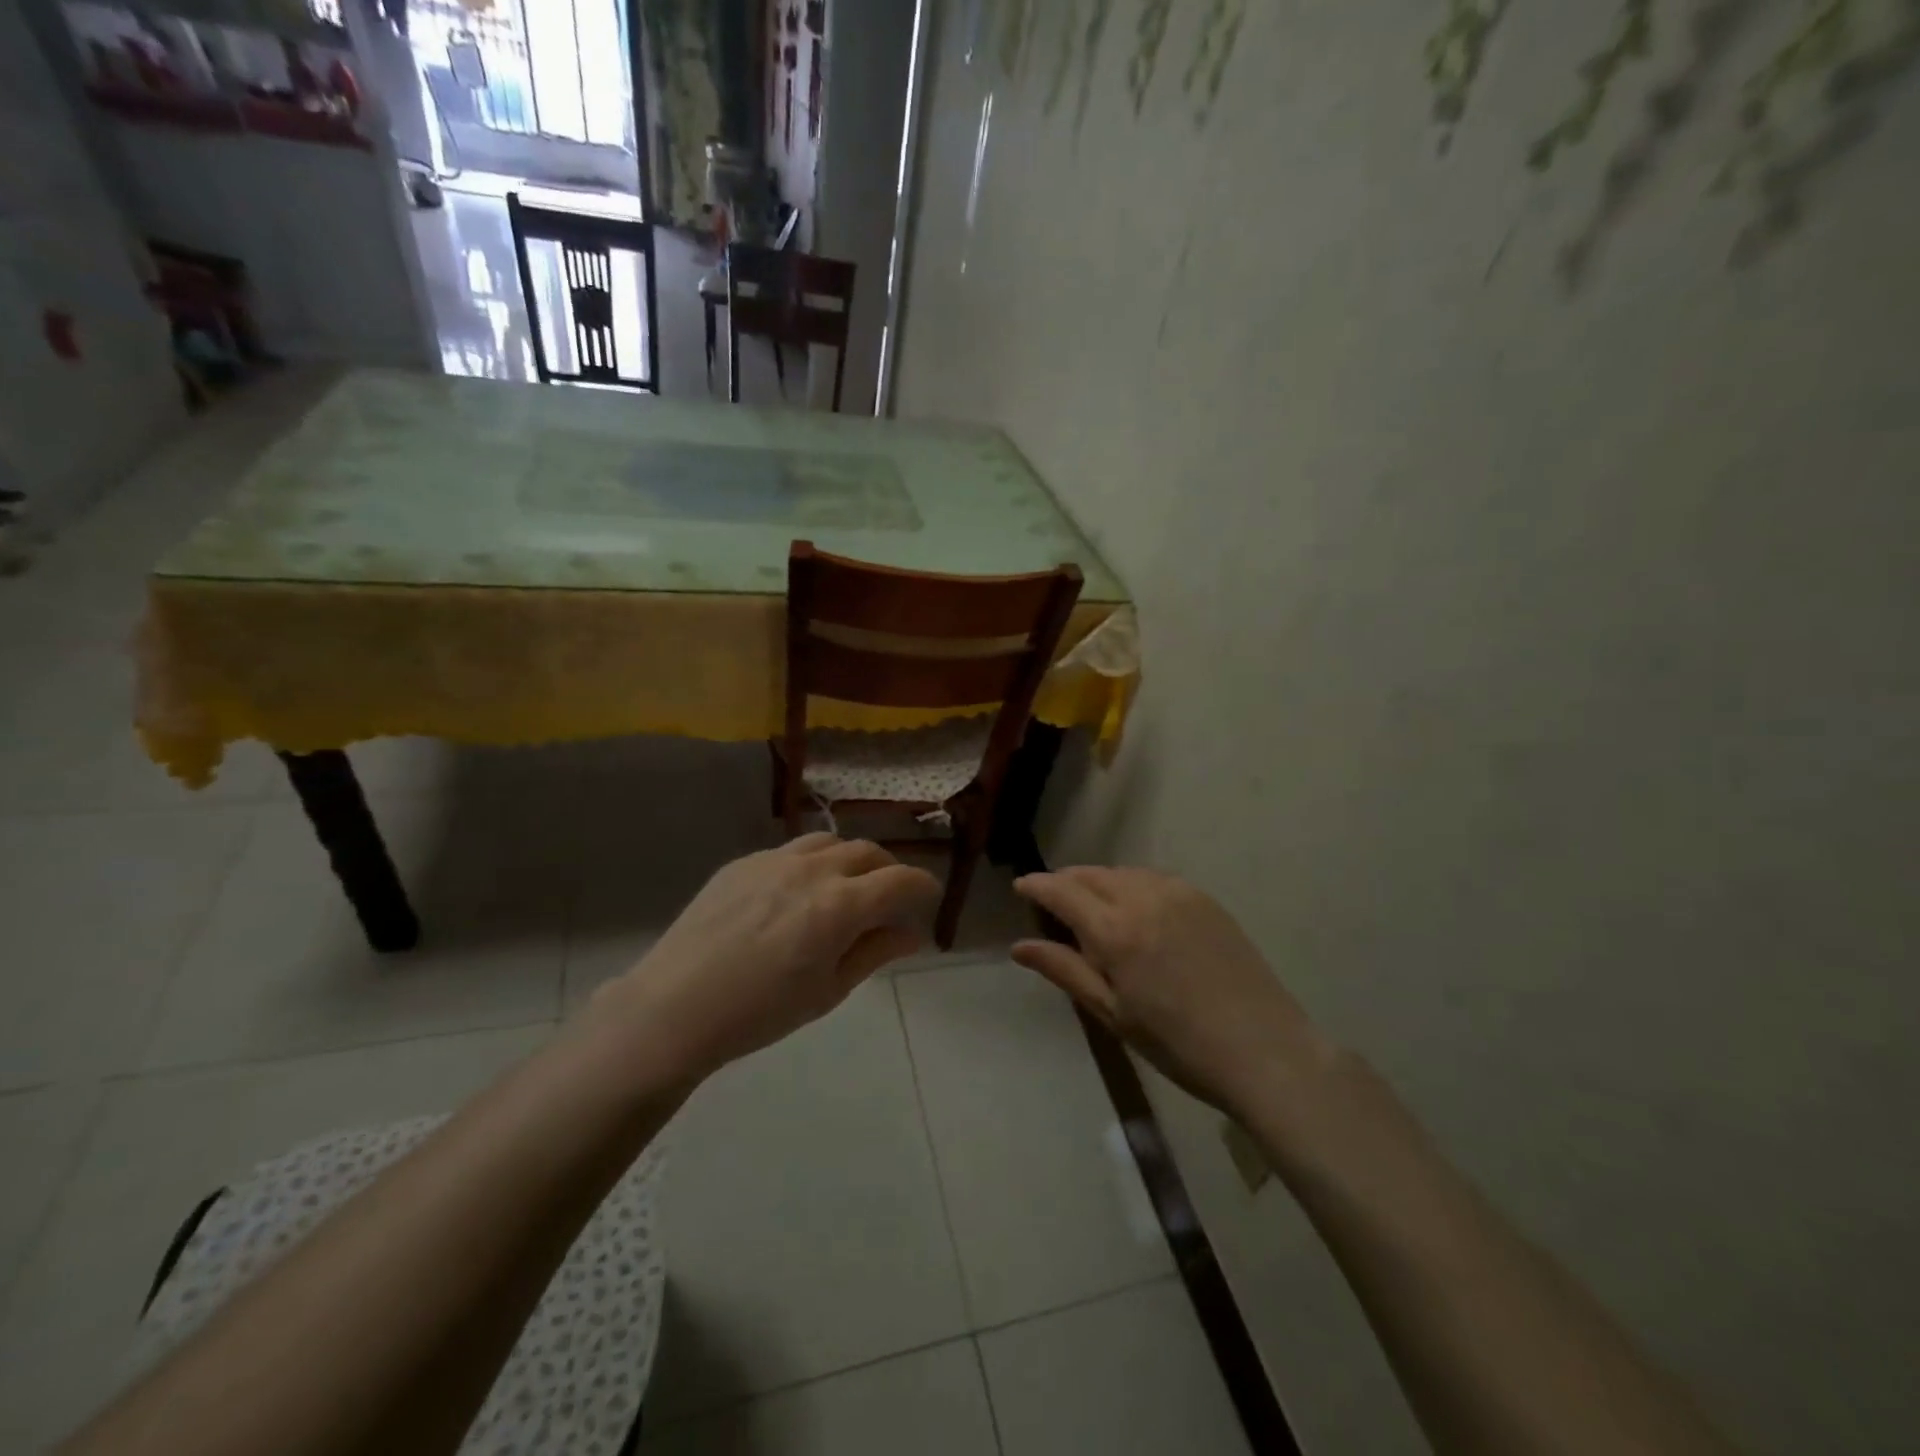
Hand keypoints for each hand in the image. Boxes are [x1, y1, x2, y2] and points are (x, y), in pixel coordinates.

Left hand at [590, 835, 941, 1080]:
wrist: (674, 1007)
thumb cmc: (761, 1012)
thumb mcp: (828, 990)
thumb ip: (874, 952)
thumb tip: (913, 933)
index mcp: (840, 905)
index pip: (901, 880)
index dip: (924, 886)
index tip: (929, 898)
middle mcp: (812, 870)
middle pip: (868, 852)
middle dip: (889, 871)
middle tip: (889, 899)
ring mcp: (774, 860)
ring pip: (829, 842)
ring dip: (850, 860)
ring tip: (846, 887)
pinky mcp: (742, 862)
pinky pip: (790, 850)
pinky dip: (811, 863)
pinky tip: (796, 894)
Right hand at [1013, 867, 1332, 1114]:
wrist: (1265, 1050)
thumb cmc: (1178, 1044)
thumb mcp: (1113, 1013)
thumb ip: (1065, 971)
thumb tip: (1019, 947)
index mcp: (1115, 930)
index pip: (1063, 892)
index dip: (1037, 886)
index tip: (1020, 887)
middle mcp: (1144, 897)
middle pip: (1092, 875)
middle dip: (1066, 882)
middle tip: (1051, 899)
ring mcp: (1179, 894)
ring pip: (1123, 874)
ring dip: (1099, 882)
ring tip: (1090, 905)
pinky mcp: (1206, 900)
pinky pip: (1154, 879)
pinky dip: (1132, 885)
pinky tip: (1134, 909)